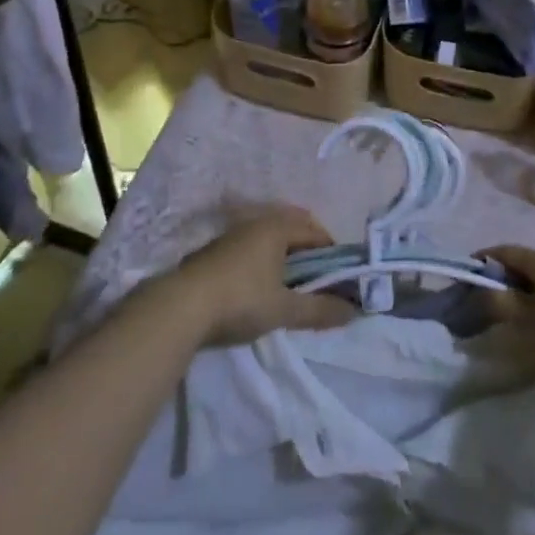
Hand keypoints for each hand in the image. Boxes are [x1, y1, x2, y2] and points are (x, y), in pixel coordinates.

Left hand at [169, 205, 356, 346]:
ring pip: (270, 237)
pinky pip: (252, 247)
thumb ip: (319, 310)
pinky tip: (261, 285)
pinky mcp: (215, 251)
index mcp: (277, 227)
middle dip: (309, 250)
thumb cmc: (240, 299)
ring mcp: (233, 235)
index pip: (315, 230)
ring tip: (293, 284)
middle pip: (292, 228)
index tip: (341, 275)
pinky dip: (265, 260)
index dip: (332, 251)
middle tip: (319, 279)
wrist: (180, 307)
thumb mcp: (284, 309)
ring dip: (285, 255)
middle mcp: (256, 222)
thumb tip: (353, 312)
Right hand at [481, 245, 534, 384]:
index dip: (482, 261)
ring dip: (527, 291)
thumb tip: (479, 290)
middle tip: (491, 303)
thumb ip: (499, 304)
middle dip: (504, 279)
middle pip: (524, 263)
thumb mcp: (528, 322)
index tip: (467, 278)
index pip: (503, 251)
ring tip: (519, 317)